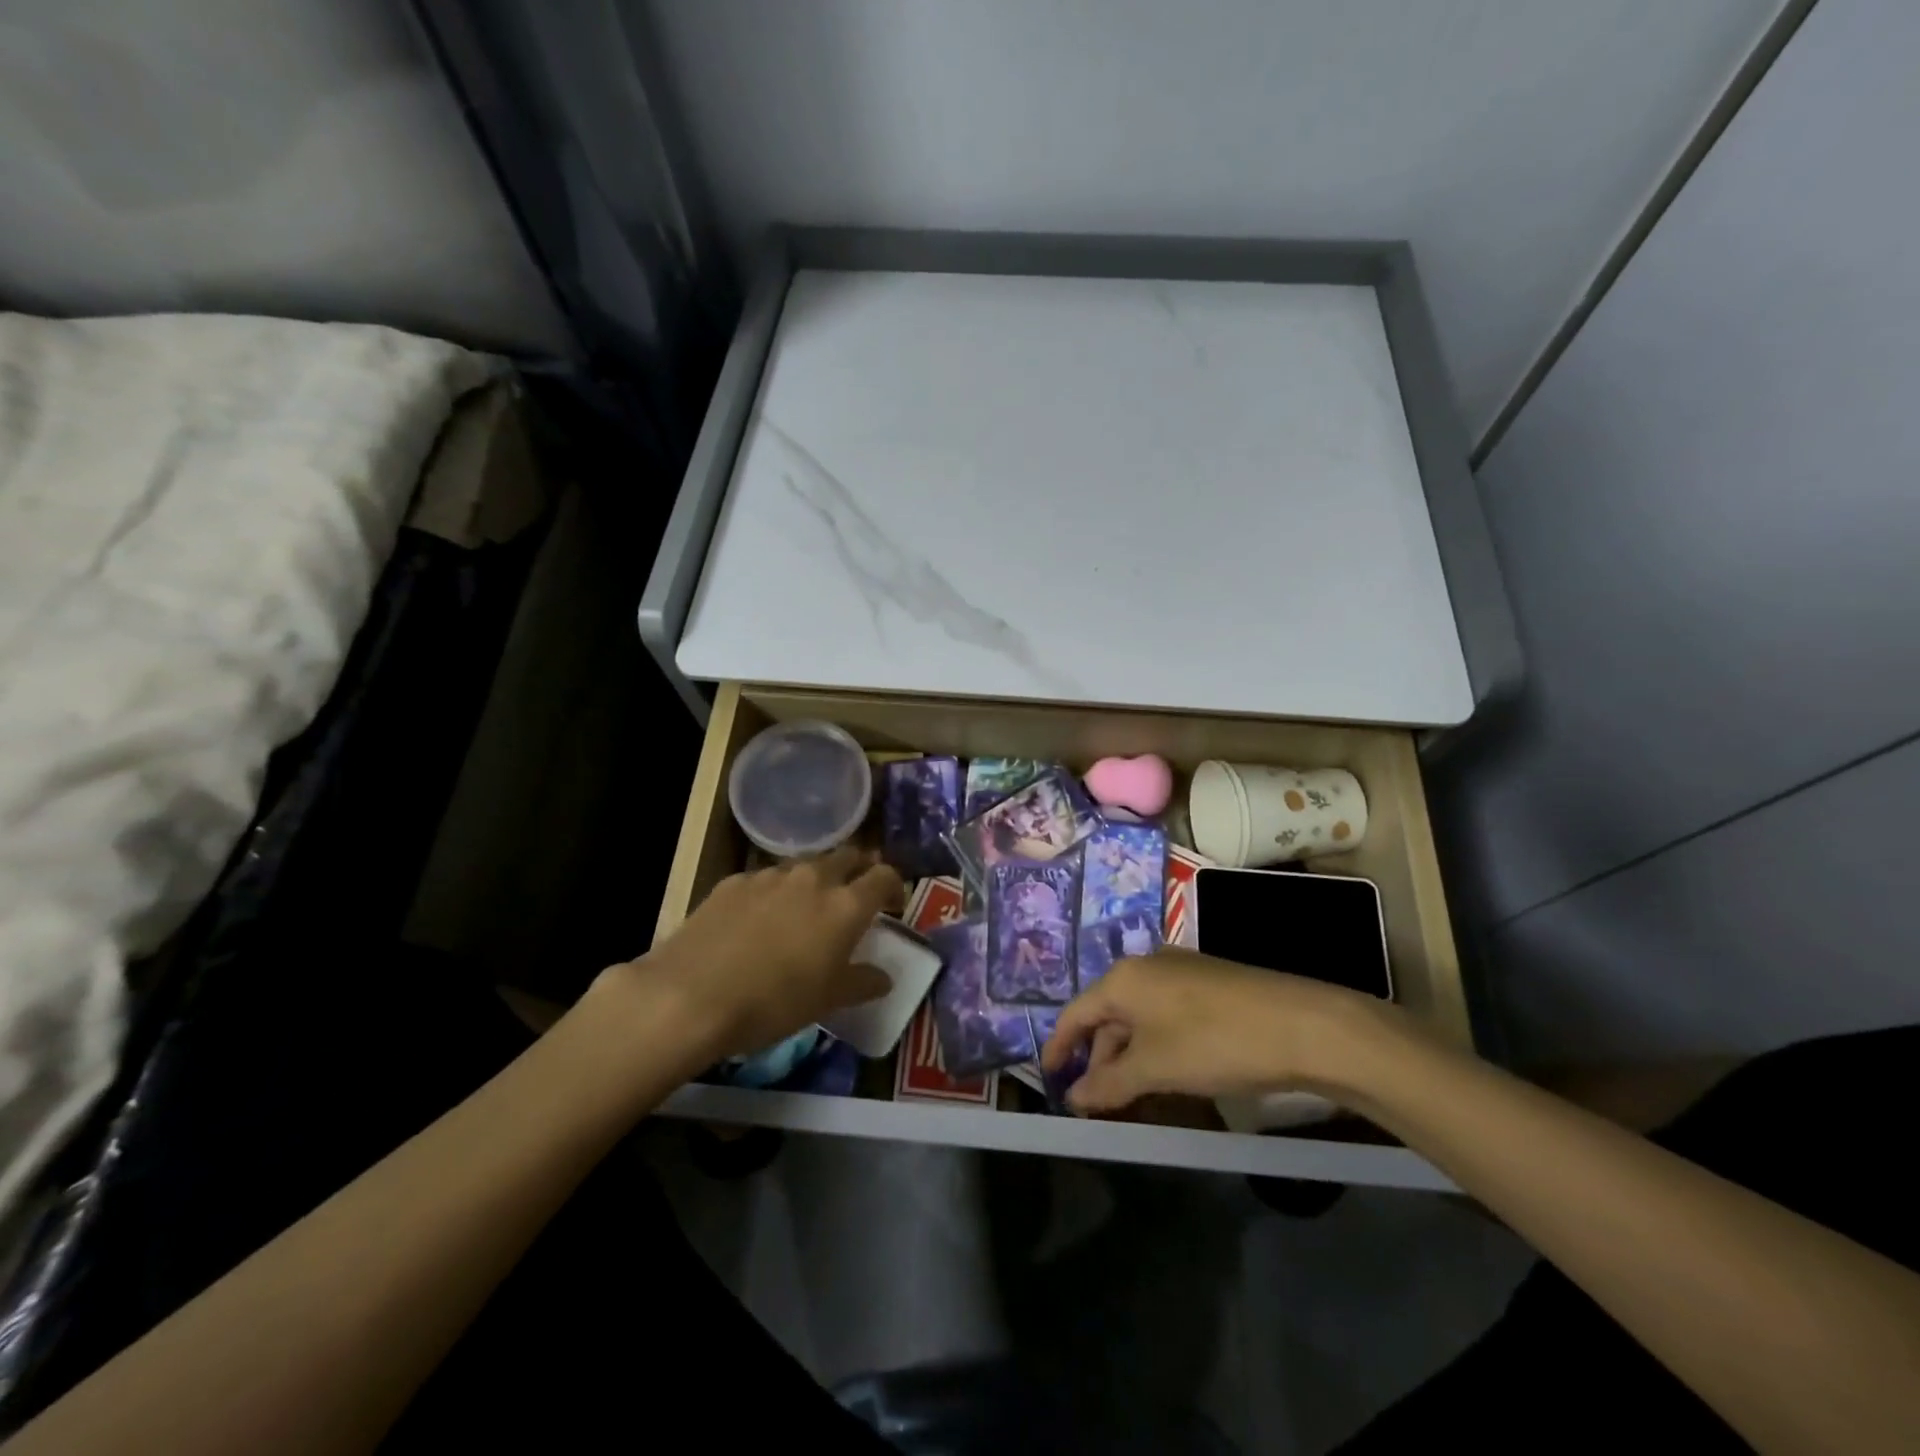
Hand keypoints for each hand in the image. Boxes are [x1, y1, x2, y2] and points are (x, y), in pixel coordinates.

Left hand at [634, 848, 905, 1059]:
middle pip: (847, 856)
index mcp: (845, 905)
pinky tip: (759, 920)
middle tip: (855, 895)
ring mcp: (770, 876)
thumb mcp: (827, 1001)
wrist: (690, 996)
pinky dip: (775, 892)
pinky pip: (766, 879)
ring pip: (805, 865)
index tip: (893, 903)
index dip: (894, 885)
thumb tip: (884, 977)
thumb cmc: (773, 1003)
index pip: (884, 876)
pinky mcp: (733, 881)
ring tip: (805, 909)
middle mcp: (813, 878)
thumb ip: (862, 982)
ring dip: (815, 880)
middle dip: (857, 870)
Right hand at [1039, 948, 1404, 1114]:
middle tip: (1097, 1103)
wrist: (1302, 1025)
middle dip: (1099, 1059)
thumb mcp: (1155, 1068)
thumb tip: (1073, 1097)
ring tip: (1134, 1097)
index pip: (1075, 1013)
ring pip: (1140, 1017)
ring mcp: (1181, 972)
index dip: (1059, 1048)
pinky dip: (1158, 1047)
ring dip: (1130, 1057)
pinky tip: (1171, 1076)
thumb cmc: (1213, 1042)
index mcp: (1123, 978)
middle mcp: (1146, 966)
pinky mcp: (1210, 985)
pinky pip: (1167, 1016)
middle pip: (1108, 1015)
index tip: (1050, 1080)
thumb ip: (1109, 1083)